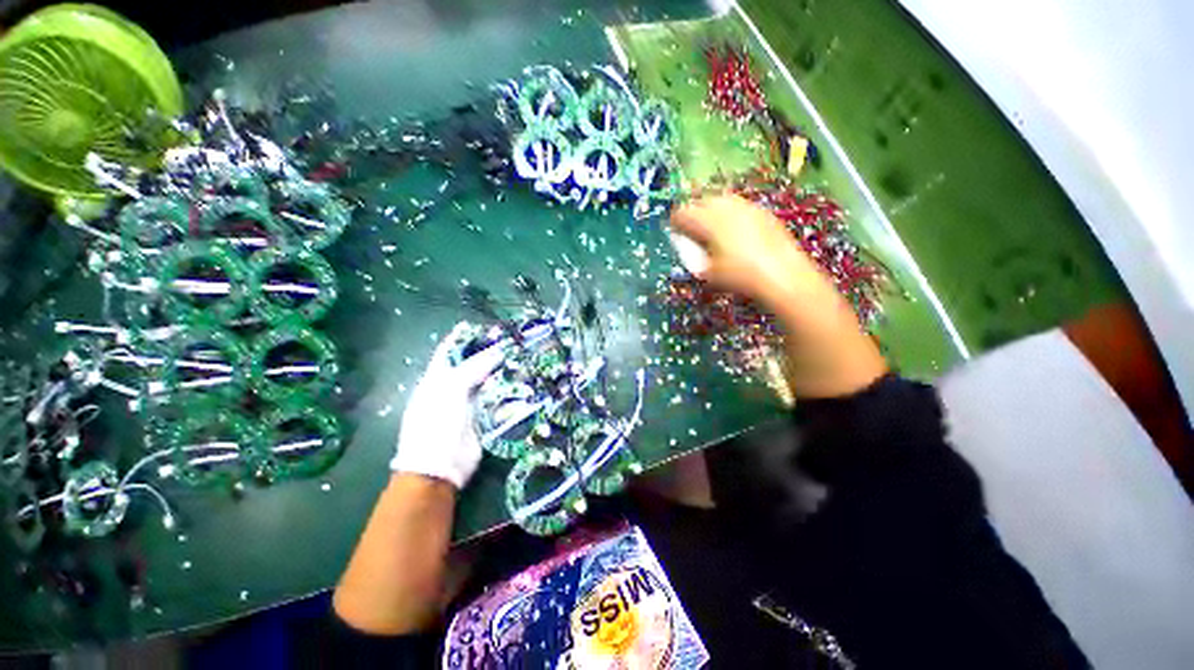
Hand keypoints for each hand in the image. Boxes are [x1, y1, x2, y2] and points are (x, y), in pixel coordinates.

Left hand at [391, 323, 504, 488]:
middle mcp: (453, 388)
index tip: (478, 325)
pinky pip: (497, 398)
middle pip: (472, 364)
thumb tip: (498, 351)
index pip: (448, 352)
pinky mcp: (484, 416)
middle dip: (488, 352)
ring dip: (501, 370)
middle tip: (509, 340)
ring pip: (487, 380)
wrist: (440, 467)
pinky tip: (521, 379)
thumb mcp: (450, 390)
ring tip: (520, 355)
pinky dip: (508, 388)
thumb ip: (473, 368)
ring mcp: (469, 402)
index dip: (460, 338)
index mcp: (437, 379)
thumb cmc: (436, 424)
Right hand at [670, 194, 826, 311]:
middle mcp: (726, 207)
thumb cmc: (739, 276)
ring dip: (713, 212)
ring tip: (714, 231)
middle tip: (694, 232)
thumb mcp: (708, 271)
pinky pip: (740, 207)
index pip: (682, 213)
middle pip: (701, 201)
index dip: (676, 223)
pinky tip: (736, 233)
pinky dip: (731, 215)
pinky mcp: (762, 211)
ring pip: (721, 200)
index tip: (676, 233)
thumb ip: (693, 255)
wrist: (782, 275)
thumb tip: (687, 246)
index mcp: (708, 221)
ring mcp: (747, 206)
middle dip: (694, 215)